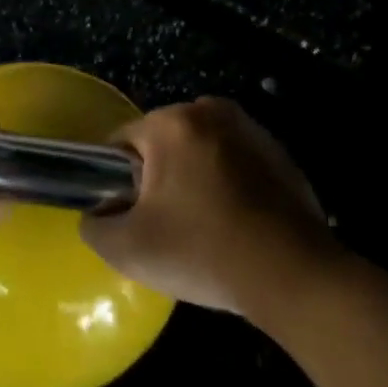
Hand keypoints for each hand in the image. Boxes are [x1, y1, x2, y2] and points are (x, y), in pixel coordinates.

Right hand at [81, 97, 339, 314]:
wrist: (293, 275)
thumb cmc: (202, 252)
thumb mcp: (127, 249)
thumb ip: (95, 225)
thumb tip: (98, 215)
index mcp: (171, 123)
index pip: (121, 143)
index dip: (117, 181)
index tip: (132, 216)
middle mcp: (211, 111)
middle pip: (163, 144)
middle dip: (159, 178)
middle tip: (167, 226)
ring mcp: (251, 129)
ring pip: (200, 152)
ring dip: (195, 180)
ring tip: (204, 229)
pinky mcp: (280, 154)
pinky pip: (235, 164)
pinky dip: (228, 185)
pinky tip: (236, 226)